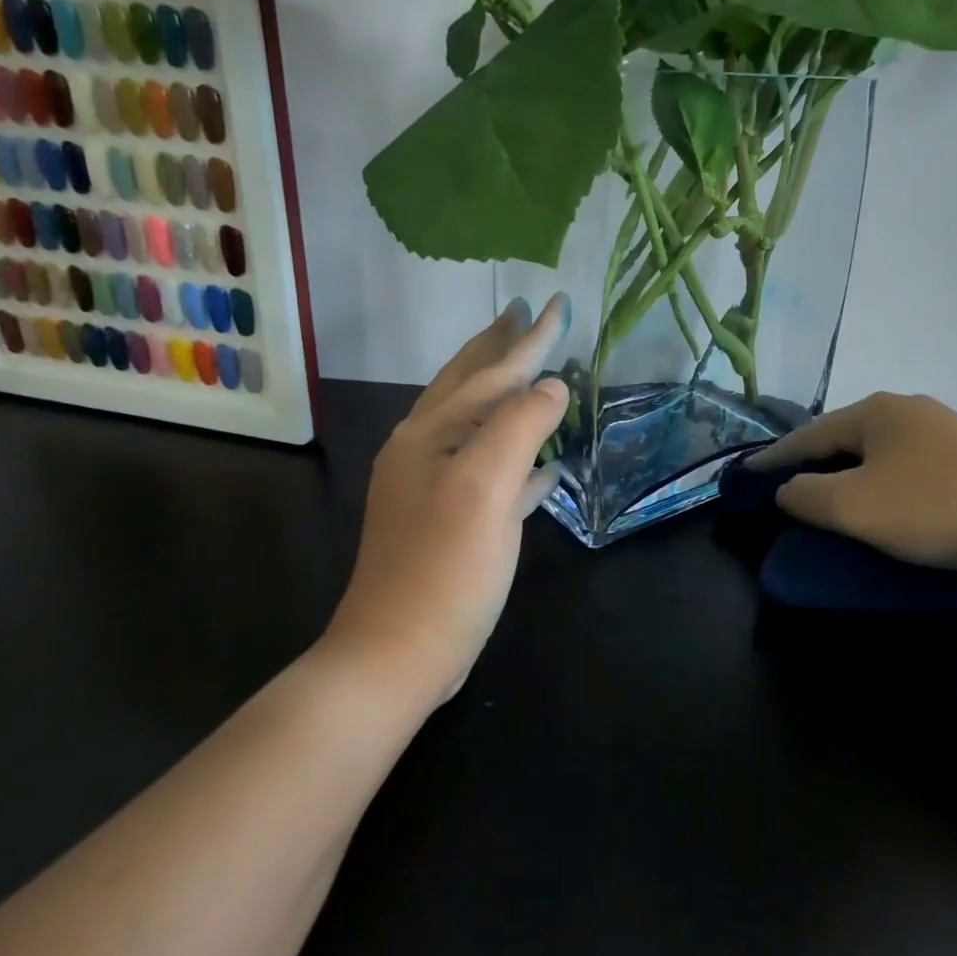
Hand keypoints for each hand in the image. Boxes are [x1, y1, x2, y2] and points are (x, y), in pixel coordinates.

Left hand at [331, 296, 570, 699]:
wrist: (398, 653)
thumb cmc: (445, 567)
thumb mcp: (485, 487)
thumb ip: (519, 427)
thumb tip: (552, 384)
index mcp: (430, 433)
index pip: (490, 371)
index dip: (529, 338)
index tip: (558, 302)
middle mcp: (425, 449)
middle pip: (469, 384)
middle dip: (500, 348)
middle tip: (526, 312)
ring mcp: (435, 487)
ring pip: (478, 424)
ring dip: (508, 394)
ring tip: (533, 370)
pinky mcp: (452, 521)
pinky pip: (492, 471)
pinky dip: (518, 457)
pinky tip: (546, 466)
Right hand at [747, 392, 956, 586]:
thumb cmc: (936, 509)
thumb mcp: (854, 508)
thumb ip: (806, 496)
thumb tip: (787, 490)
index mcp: (875, 411)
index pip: (808, 434)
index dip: (774, 457)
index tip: (747, 473)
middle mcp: (907, 408)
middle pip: (843, 436)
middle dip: (813, 462)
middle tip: (787, 486)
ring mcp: (943, 428)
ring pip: (877, 449)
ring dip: (849, 471)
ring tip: (832, 495)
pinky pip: (906, 462)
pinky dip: (882, 479)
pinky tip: (886, 498)